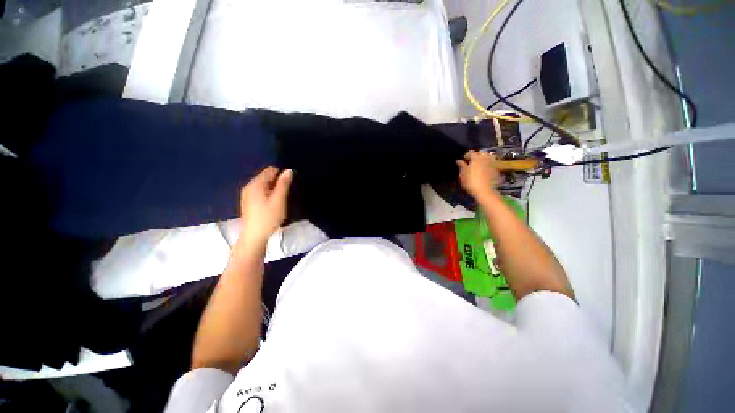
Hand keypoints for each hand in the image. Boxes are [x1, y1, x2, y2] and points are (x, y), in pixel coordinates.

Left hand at [239, 166, 293, 243]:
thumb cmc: (268, 218)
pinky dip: (268, 194)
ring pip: (264, 185)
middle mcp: (249, 186)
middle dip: (277, 182)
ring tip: (280, 200)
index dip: (282, 175)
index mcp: (255, 184)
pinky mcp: (248, 202)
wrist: (254, 237)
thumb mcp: (279, 200)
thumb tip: (289, 170)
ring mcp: (247, 194)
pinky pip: (260, 192)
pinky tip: (272, 204)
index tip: (289, 185)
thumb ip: (283, 184)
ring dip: (274, 189)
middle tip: (285, 194)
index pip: (270, 170)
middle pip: (266, 177)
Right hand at [456, 150, 501, 199]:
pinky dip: (489, 165)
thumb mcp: (463, 175)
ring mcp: (493, 164)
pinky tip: (485, 170)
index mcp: (476, 158)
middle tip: (471, 161)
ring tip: (479, 164)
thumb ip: (462, 166)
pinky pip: (492, 164)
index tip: (463, 160)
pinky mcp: (497, 170)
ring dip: (484, 159)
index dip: (466, 155)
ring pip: (489, 157)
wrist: (485, 192)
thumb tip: (459, 160)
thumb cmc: (471, 182)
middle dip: (477, 155)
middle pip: (482, 153)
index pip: (471, 152)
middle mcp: (486, 158)